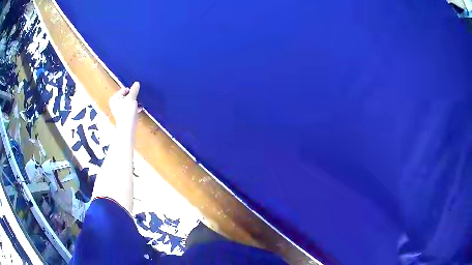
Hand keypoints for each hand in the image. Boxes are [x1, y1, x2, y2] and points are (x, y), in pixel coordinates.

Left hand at [109, 81, 140, 134]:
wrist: (127, 127)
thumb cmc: (127, 112)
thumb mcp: (132, 98)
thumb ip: (134, 90)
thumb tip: (136, 83)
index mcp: (114, 97)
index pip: (125, 89)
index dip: (132, 91)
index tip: (136, 95)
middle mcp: (115, 103)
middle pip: (126, 96)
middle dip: (133, 98)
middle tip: (138, 100)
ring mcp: (118, 110)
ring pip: (128, 103)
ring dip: (134, 103)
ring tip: (139, 105)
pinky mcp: (122, 115)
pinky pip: (129, 109)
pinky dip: (134, 108)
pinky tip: (139, 110)